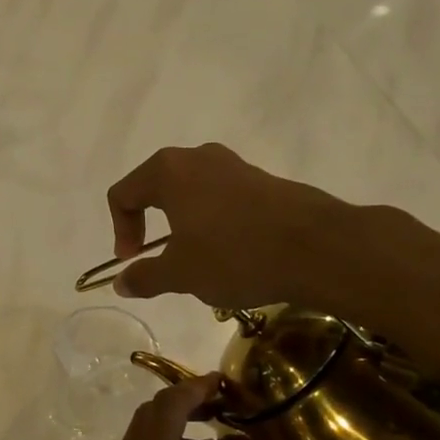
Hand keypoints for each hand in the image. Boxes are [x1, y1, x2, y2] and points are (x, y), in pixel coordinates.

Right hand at [106, 143, 370, 309]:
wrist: (319, 248)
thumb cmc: (235, 255)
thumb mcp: (181, 274)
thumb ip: (144, 276)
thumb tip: (121, 281)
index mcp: (168, 171)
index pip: (123, 194)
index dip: (120, 231)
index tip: (135, 261)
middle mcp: (198, 157)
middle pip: (156, 187)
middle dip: (150, 225)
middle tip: (160, 258)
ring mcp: (234, 165)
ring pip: (191, 192)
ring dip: (184, 225)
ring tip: (198, 260)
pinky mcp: (263, 179)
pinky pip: (221, 197)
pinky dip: (213, 222)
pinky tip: (232, 253)